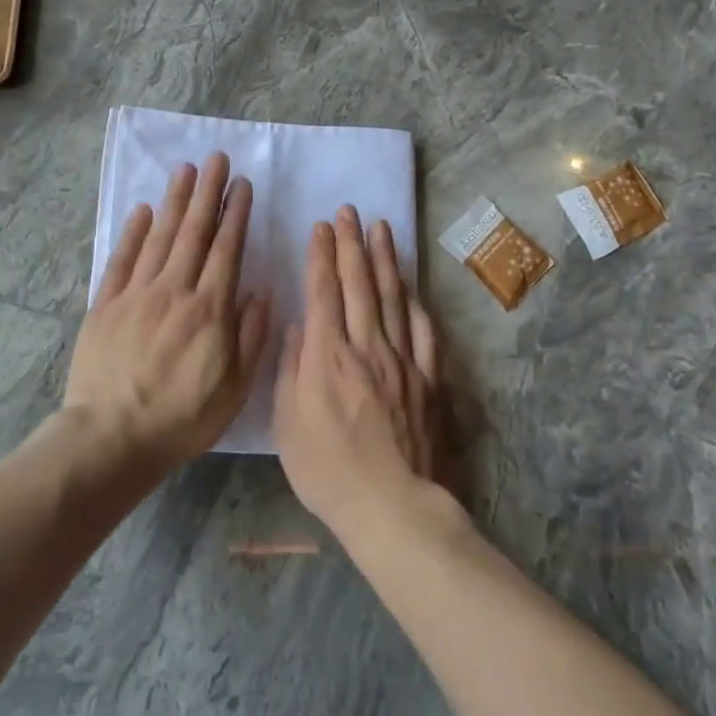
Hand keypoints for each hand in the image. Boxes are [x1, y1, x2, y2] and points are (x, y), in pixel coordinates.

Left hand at [65, 153, 269, 471]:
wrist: (111, 437)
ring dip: (175, 201)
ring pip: (160, 236)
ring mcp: (136, 294)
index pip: (227, 250)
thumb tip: (261, 292)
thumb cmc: (181, 418)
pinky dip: (134, 232)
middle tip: (216, 159)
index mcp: (209, 310)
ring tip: (186, 170)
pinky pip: (123, 259)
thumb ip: (250, 337)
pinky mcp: (106, 304)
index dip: (236, 214)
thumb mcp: (234, 389)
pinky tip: (144, 210)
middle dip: (208, 193)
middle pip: (194, 232)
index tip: (242, 185)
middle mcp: (174, 291)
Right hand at [274, 208, 442, 536]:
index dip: (321, 254)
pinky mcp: (428, 379)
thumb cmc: (327, 469)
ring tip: (382, 229)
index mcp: (327, 354)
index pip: (323, 290)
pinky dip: (416, 304)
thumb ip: (291, 369)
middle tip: (350, 210)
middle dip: (352, 243)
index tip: (321, 226)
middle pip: (359, 283)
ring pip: (393, 298)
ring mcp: (402, 360)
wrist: (391, 505)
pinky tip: (412, 287)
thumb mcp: (287, 423)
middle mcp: (366, 346)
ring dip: (385, 260)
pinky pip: (424, 332)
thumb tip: (298, 326)